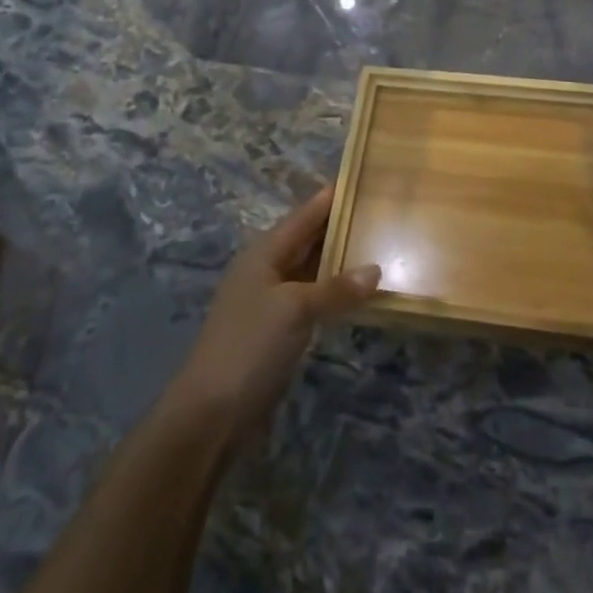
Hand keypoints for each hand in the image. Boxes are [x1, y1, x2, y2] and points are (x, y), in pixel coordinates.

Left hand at [169, 185, 380, 438]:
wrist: (211, 412)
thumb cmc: (250, 345)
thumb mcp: (295, 309)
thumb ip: (335, 288)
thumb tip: (375, 270)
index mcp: (263, 252)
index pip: (304, 215)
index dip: (330, 198)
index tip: (361, 179)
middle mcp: (267, 270)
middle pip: (308, 240)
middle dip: (340, 227)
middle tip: (381, 212)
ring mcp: (271, 301)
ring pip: (312, 270)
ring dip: (341, 261)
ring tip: (380, 246)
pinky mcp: (278, 331)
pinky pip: (313, 299)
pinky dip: (335, 293)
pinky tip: (359, 294)